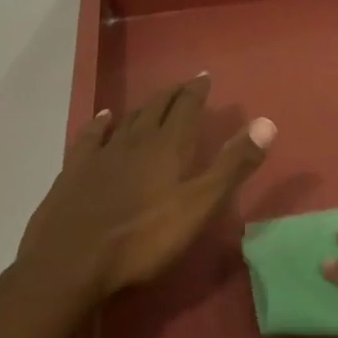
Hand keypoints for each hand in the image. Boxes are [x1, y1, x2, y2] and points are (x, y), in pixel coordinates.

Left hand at [16, 74, 274, 303]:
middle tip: (184, 84)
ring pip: (128, 119)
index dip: (197, 91)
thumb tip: (267, 123)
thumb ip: (232, 165)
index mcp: (168, 146)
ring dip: (144, 106)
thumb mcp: (198, 206)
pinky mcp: (76, 169)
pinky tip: (104, 117)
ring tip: (153, 99)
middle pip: (157, 107)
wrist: (70, 260)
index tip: (204, 76)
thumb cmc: (143, 238)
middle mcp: (136, 139)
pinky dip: (101, 123)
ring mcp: (103, 153)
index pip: (187, 108)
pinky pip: (92, 136)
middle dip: (173, 94)